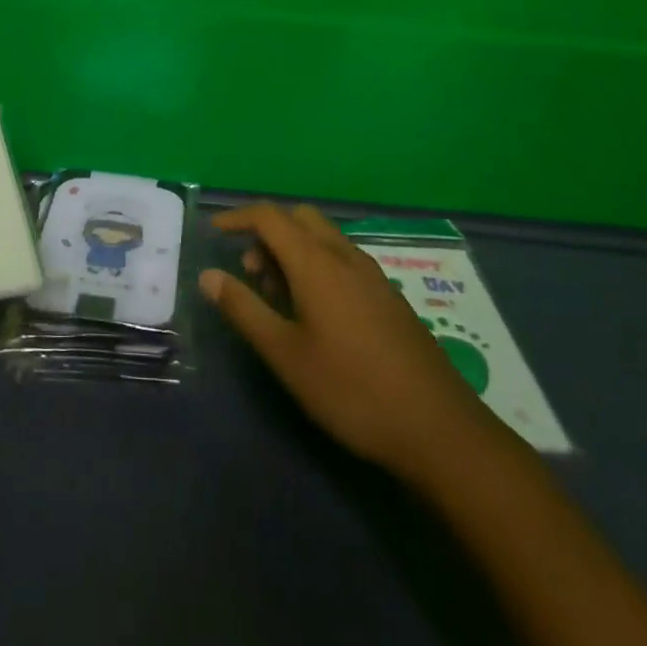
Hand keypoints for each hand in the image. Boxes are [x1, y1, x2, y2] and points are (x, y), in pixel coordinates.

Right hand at [199, 203, 487, 471]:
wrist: (438, 428)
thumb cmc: (350, 389)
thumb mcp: (285, 354)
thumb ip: (244, 309)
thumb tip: (208, 275)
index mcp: (317, 263)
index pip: (270, 216)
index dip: (238, 218)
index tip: (214, 232)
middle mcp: (345, 256)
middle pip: (300, 218)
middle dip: (267, 233)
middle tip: (250, 272)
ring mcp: (373, 275)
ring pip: (323, 238)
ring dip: (293, 250)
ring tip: (278, 297)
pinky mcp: (389, 296)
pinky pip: (343, 259)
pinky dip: (317, 265)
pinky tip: (316, 313)